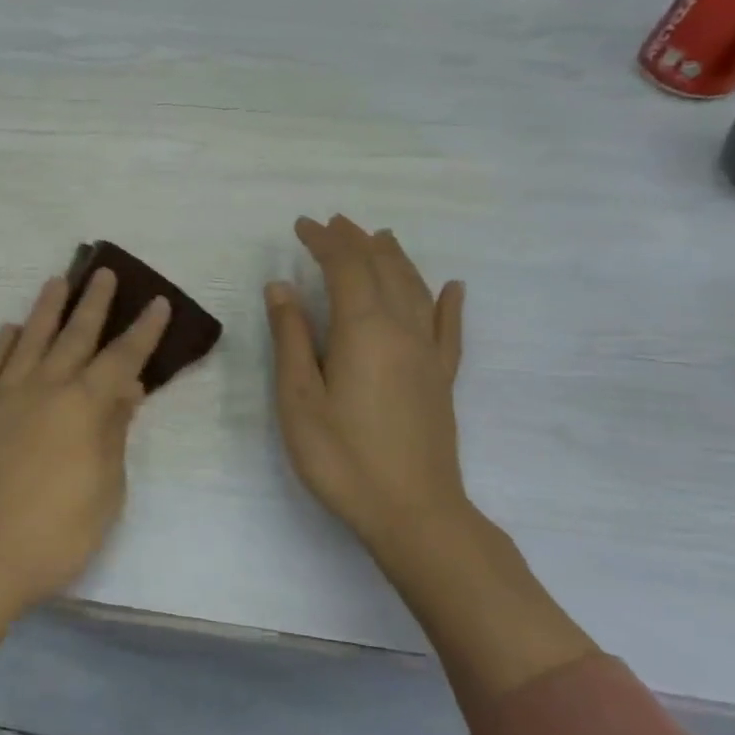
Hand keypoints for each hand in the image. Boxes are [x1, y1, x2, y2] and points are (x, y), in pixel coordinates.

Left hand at [0, 267, 170, 618]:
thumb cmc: (57, 534)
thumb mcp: (106, 489)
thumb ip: (113, 432)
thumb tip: (126, 387)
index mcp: (82, 407)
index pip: (121, 358)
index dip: (142, 331)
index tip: (157, 302)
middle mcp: (42, 389)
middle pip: (73, 336)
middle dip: (93, 303)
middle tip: (103, 272)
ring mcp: (1, 398)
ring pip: (27, 340)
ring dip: (45, 310)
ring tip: (57, 282)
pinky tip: (8, 330)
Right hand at [265, 215, 470, 562]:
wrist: (413, 512)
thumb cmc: (341, 456)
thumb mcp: (298, 398)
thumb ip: (291, 338)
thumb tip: (282, 286)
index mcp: (364, 330)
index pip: (346, 267)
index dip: (324, 241)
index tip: (301, 225)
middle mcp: (403, 330)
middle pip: (383, 270)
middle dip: (357, 241)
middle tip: (334, 223)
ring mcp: (429, 354)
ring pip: (416, 289)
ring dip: (396, 258)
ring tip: (380, 237)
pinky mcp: (443, 379)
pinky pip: (450, 328)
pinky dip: (449, 302)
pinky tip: (452, 288)